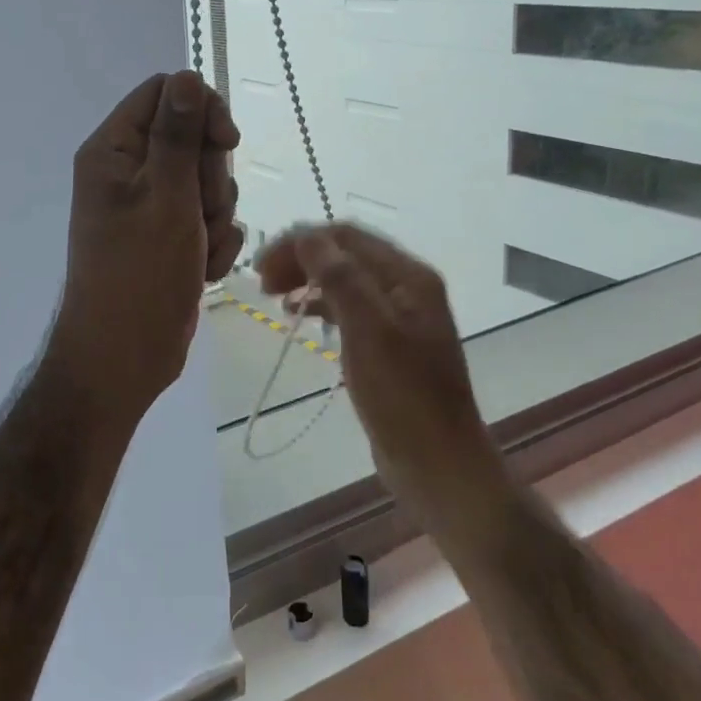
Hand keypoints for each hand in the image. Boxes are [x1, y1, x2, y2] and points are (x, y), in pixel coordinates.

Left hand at [46, 71, 242, 426]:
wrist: (125, 358)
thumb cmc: (140, 275)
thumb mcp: (167, 197)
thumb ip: (179, 134)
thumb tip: (187, 75)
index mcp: (114, 151)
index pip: (165, 94)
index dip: (202, 111)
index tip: (226, 142)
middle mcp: (129, 171)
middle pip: (192, 138)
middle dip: (211, 176)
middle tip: (200, 212)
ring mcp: (150, 207)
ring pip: (207, 181)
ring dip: (216, 215)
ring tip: (198, 249)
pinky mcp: (169, 237)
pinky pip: (208, 219)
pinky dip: (213, 243)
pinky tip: (202, 270)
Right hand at [255, 224, 495, 521]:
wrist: (439, 464)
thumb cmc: (403, 396)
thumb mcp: (368, 330)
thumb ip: (338, 277)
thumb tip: (306, 235)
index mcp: (408, 276)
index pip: (346, 237)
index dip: (300, 242)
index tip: (261, 265)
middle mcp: (406, 288)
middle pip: (345, 254)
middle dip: (301, 259)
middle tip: (262, 281)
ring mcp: (399, 316)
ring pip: (344, 280)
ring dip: (308, 280)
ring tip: (272, 295)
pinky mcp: (389, 344)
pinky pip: (349, 309)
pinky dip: (320, 306)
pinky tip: (298, 317)